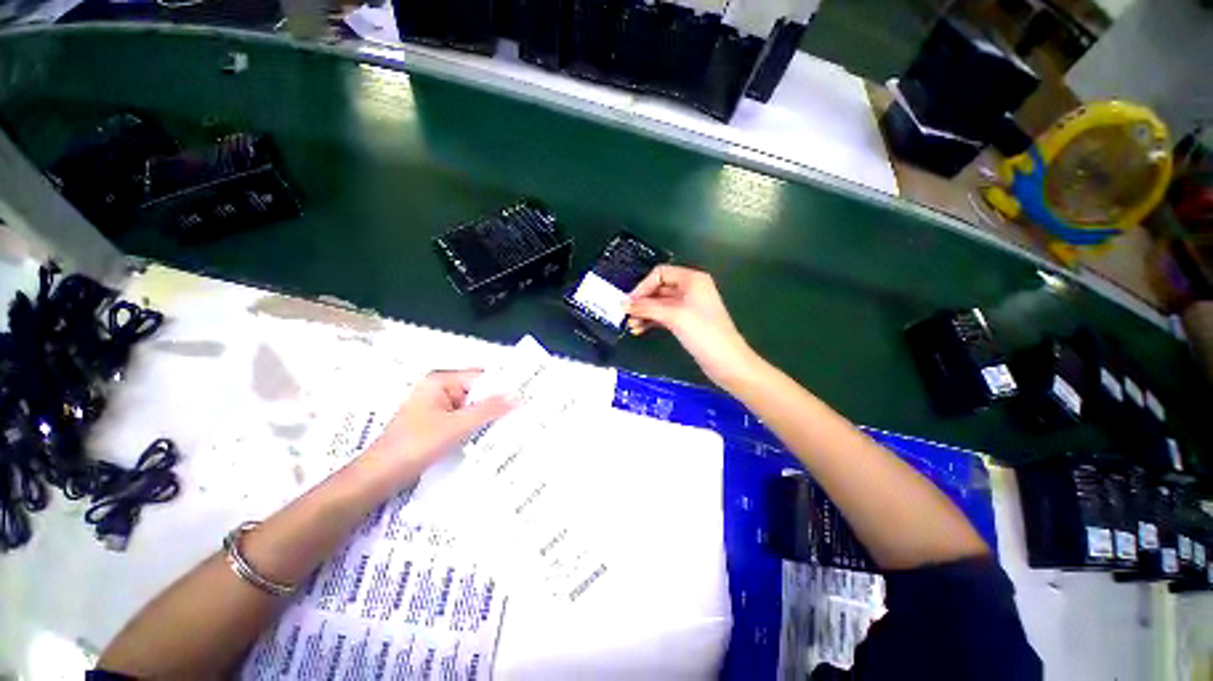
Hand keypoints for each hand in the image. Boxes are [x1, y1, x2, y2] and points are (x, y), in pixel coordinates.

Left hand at [361, 370, 514, 488]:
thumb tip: (519, 396)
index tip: (527, 395)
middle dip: (498, 403)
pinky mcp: (438, 425)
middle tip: (527, 411)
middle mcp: (440, 390)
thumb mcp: (456, 426)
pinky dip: (478, 427)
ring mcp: (438, 408)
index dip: (503, 386)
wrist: (378, 478)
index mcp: (440, 381)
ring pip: (472, 408)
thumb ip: (488, 410)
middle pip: (477, 393)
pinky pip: (465, 420)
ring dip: (489, 417)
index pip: (481, 378)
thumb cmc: (415, 445)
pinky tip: (496, 436)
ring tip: (517, 424)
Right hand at [626, 265, 759, 389]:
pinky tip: (640, 330)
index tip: (629, 303)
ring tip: (631, 326)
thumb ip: (646, 308)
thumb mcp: (673, 316)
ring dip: (645, 313)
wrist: (727, 362)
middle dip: (642, 302)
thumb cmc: (703, 332)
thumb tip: (622, 304)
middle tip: (626, 316)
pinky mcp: (687, 322)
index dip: (643, 286)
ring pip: (660, 304)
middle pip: (659, 289)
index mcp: (692, 279)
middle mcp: (690, 289)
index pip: (660, 273)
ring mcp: (689, 306)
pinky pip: (664, 316)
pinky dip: (652, 321)